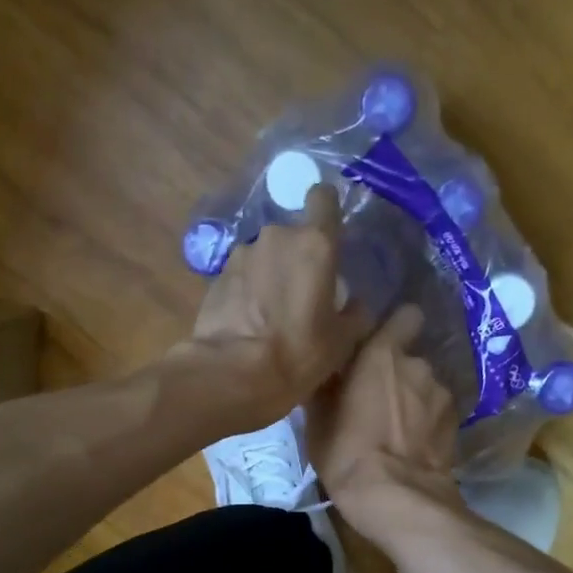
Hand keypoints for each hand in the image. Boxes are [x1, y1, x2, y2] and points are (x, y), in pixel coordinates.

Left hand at [180, 184, 368, 427]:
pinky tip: (249, 323)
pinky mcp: (216, 276)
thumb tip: (356, 304)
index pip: (323, 198)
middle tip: (303, 294)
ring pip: (265, 256)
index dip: (327, 211)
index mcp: (315, 244)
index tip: (330, 234)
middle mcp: (276, 237)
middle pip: (293, 235)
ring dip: (270, 275)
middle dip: (298, 257)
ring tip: (272, 314)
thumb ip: (355, 314)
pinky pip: (242, 276)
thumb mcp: (343, 341)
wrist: (233, 374)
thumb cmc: (298, 354)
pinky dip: (247, 292)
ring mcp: (242, 254)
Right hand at [309, 304, 463, 543]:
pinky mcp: (455, 425)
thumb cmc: (347, 453)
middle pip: (409, 359)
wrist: (397, 498)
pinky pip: (436, 414)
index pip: (405, 316)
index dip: (394, 329)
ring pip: (425, 388)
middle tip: (376, 401)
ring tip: (396, 430)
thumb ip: (325, 384)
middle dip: (396, 374)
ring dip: (413, 400)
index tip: (377, 347)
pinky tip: (413, 446)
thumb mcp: (317, 420)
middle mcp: (418, 364)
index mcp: (382, 353)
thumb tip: (325, 366)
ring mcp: (442, 395)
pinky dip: (427, 424)